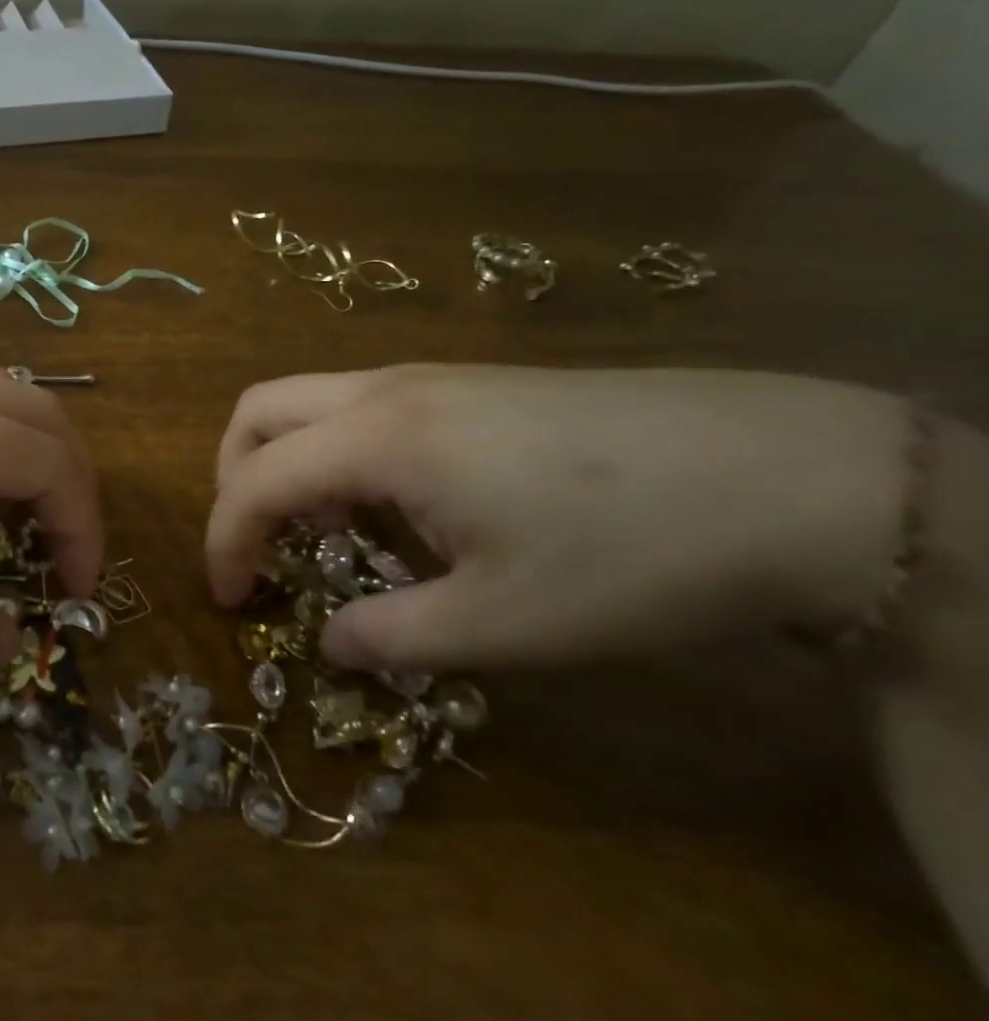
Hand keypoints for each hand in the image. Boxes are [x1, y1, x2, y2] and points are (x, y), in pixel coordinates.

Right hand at [206, 365, 910, 669]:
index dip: (226, 541)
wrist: (793, 474)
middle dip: (234, 477)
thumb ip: (391, 635)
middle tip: (259, 546)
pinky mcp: (469, 382)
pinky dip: (338, 452)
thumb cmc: (632, 556)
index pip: (257, 480)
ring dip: (289, 462)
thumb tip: (330, 642)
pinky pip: (362, 406)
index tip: (231, 599)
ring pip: (310, 401)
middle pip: (259, 409)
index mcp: (380, 439)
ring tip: (328, 534)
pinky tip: (395, 507)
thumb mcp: (504, 623)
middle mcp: (387, 390)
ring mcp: (430, 377)